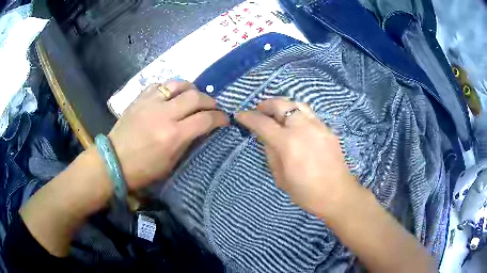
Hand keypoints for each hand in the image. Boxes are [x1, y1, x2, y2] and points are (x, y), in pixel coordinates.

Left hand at [108, 80, 228, 190]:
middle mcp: (164, 114)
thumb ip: (187, 142)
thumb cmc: (143, 169)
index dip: (220, 118)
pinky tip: (172, 94)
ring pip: (178, 84)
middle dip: (210, 101)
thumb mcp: (171, 163)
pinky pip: (160, 85)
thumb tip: (201, 128)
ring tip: (194, 95)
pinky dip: (170, 88)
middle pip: (195, 97)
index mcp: (173, 135)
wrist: (114, 160)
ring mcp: (151, 103)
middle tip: (212, 107)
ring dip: (192, 88)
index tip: (225, 119)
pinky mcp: (140, 98)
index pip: (205, 119)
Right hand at [236, 98, 358, 217]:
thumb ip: (270, 153)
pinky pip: (309, 113)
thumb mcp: (280, 177)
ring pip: (297, 104)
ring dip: (283, 105)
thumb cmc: (306, 192)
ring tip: (277, 114)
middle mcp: (303, 128)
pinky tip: (296, 124)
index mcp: (288, 143)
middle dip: (266, 104)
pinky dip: (297, 113)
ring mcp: (318, 126)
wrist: (337, 194)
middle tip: (259, 111)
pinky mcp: (328, 129)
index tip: (240, 115)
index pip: (262, 122)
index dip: (248, 117)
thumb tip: (265, 137)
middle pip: (281, 104)